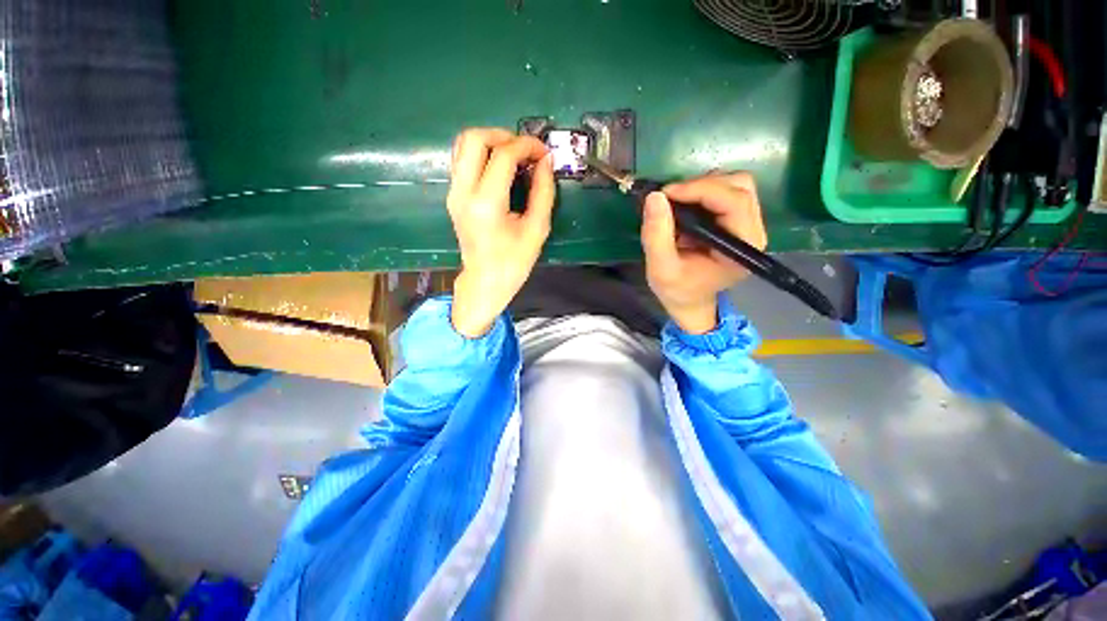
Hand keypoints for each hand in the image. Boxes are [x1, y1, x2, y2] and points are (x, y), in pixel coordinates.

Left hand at [447, 128, 555, 337]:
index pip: (503, 155)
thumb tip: (546, 161)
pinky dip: (481, 154)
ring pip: (462, 144)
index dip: (527, 146)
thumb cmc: (514, 262)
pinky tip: (500, 168)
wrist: (485, 281)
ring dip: (490, 141)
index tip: (544, 152)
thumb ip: (544, 192)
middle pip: (473, 138)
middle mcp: (463, 192)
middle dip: (503, 135)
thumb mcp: (537, 229)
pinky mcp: (453, 195)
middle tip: (525, 150)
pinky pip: (462, 160)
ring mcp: (453, 193)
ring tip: (513, 156)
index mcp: (486, 204)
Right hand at [640, 173, 766, 334]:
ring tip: (676, 203)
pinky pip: (726, 192)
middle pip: (739, 186)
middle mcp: (753, 232)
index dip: (700, 189)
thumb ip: (656, 236)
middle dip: (701, 185)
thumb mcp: (660, 269)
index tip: (666, 193)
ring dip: (702, 186)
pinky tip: (685, 207)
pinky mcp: (738, 221)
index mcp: (741, 248)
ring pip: (735, 185)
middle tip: (670, 199)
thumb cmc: (677, 290)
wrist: (689, 301)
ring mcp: (748, 225)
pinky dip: (702, 192)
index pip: (734, 202)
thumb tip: (655, 197)